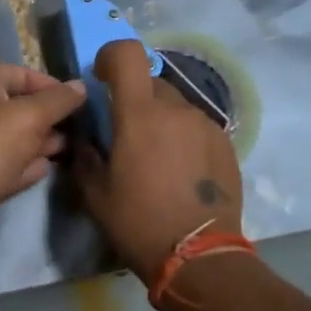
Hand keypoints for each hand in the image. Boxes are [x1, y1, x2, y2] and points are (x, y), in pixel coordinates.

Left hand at [0, 64, 86, 243]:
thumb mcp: (30, 115)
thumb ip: (58, 100)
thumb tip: (80, 86)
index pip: (18, 73)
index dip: (47, 82)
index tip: (73, 98)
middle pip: (19, 107)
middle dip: (49, 116)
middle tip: (78, 127)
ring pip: (16, 139)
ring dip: (42, 142)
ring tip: (70, 147)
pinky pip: (10, 166)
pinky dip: (28, 166)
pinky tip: (47, 168)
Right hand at [74, 41, 243, 282]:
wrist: (198, 256)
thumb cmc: (138, 222)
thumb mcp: (95, 193)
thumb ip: (85, 155)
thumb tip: (85, 138)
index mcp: (139, 115)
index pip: (127, 54)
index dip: (111, 55)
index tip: (103, 77)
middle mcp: (176, 110)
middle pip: (151, 84)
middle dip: (135, 100)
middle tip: (126, 135)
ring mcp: (205, 126)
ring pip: (175, 107)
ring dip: (160, 121)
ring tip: (155, 160)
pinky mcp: (225, 144)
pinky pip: (195, 128)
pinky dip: (182, 138)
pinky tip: (180, 172)